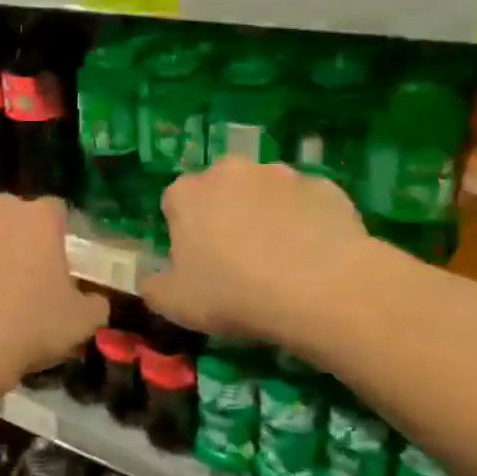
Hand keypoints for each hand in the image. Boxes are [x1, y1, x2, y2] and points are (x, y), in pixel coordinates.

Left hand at [0, 193, 107, 390]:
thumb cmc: (25, 331)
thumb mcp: (80, 324)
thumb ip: (94, 303)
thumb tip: (94, 299)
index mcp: (39, 218)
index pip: (55, 211)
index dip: (55, 235)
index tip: (51, 263)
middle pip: (10, 213)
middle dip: (13, 236)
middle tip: (12, 276)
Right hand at [141, 158, 379, 349]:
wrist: (321, 290)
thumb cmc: (233, 293)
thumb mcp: (174, 304)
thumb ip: (153, 286)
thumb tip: (152, 280)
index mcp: (186, 193)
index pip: (174, 203)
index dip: (184, 232)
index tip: (196, 262)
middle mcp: (229, 171)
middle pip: (220, 189)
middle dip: (224, 213)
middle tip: (237, 258)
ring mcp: (281, 174)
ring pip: (265, 192)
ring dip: (266, 214)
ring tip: (281, 258)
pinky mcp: (324, 186)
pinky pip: (306, 203)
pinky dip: (306, 221)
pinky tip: (314, 255)